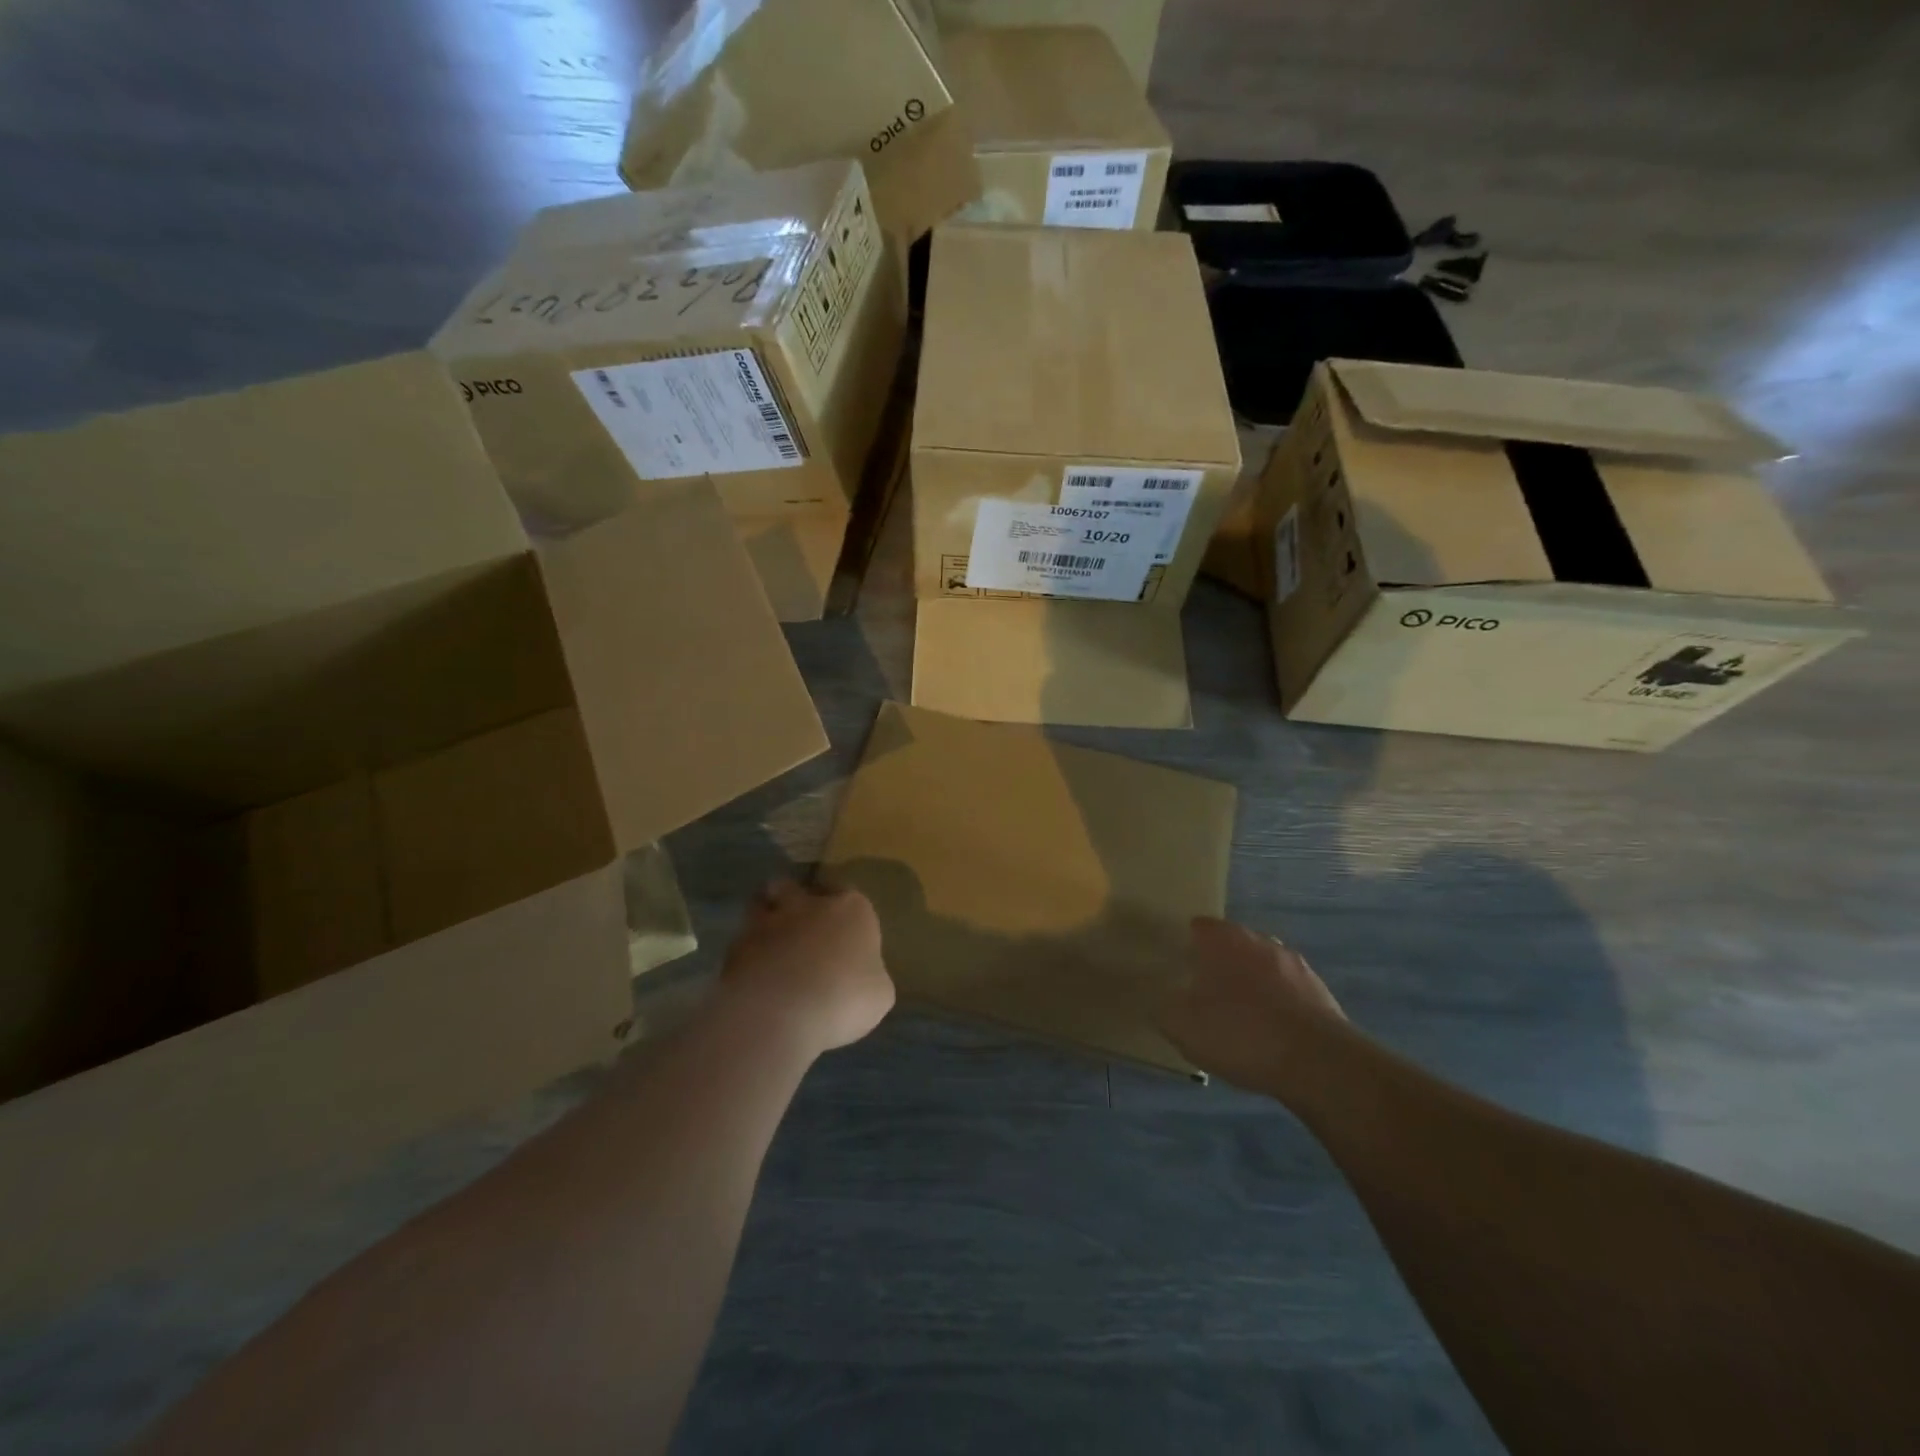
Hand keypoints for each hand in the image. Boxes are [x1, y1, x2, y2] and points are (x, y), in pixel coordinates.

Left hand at [720, 880, 894, 1057]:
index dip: (844, 909)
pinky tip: (751, 978)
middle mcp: (808, 905)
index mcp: (851, 909)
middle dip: (793, 900)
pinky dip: (745, 954)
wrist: (781, 1013)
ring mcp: (768, 922)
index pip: (849, 894)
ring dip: (764, 919)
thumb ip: (870, 976)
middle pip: (795, 887)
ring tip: (769, 945)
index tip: (843, 929)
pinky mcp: (735, 947)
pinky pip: (741, 942)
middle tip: (798, 927)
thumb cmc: (844, 998)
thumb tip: (861, 976)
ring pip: (760, 905)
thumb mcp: (879, 995)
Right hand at [1159, 918, 1346, 1094]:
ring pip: (1261, 965)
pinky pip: (1287, 990)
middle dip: (1219, 962)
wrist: (1318, 1063)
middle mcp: (1258, 940)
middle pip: (1231, 944)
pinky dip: (1276, 1003)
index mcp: (1222, 939)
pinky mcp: (1319, 991)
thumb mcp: (1182, 1027)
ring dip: (1250, 982)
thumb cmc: (1241, 1034)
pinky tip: (1270, 1032)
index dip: (1186, 944)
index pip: (1198, 926)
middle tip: (1204, 992)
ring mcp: (1293, 963)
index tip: (1178, 965)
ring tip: (1239, 1016)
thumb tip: (1157, 999)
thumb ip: (1163, 1007)